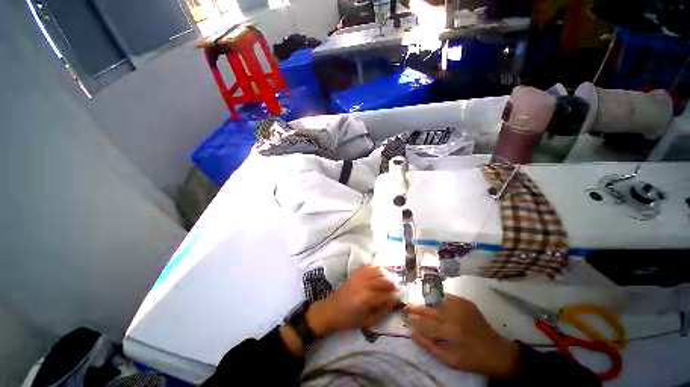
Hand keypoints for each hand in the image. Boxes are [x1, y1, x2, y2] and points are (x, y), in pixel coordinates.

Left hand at [307, 265, 397, 335]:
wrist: (330, 310)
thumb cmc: (348, 319)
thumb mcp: (366, 322)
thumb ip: (381, 312)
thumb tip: (392, 303)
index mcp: (367, 299)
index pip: (387, 294)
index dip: (395, 297)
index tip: (398, 299)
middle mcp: (364, 285)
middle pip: (384, 280)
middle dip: (393, 285)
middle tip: (395, 290)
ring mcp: (359, 276)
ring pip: (377, 270)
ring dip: (386, 274)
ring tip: (388, 281)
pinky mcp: (355, 273)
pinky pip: (368, 266)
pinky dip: (376, 267)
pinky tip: (379, 273)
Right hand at [405, 295, 519, 378]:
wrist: (498, 352)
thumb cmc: (473, 360)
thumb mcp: (451, 361)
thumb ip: (430, 347)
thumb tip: (413, 334)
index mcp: (453, 332)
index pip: (427, 324)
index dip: (415, 321)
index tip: (406, 318)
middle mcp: (456, 315)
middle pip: (430, 308)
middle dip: (416, 307)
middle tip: (406, 306)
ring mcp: (462, 306)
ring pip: (437, 300)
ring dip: (427, 303)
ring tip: (420, 306)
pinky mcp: (466, 302)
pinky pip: (447, 298)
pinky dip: (439, 301)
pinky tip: (436, 305)